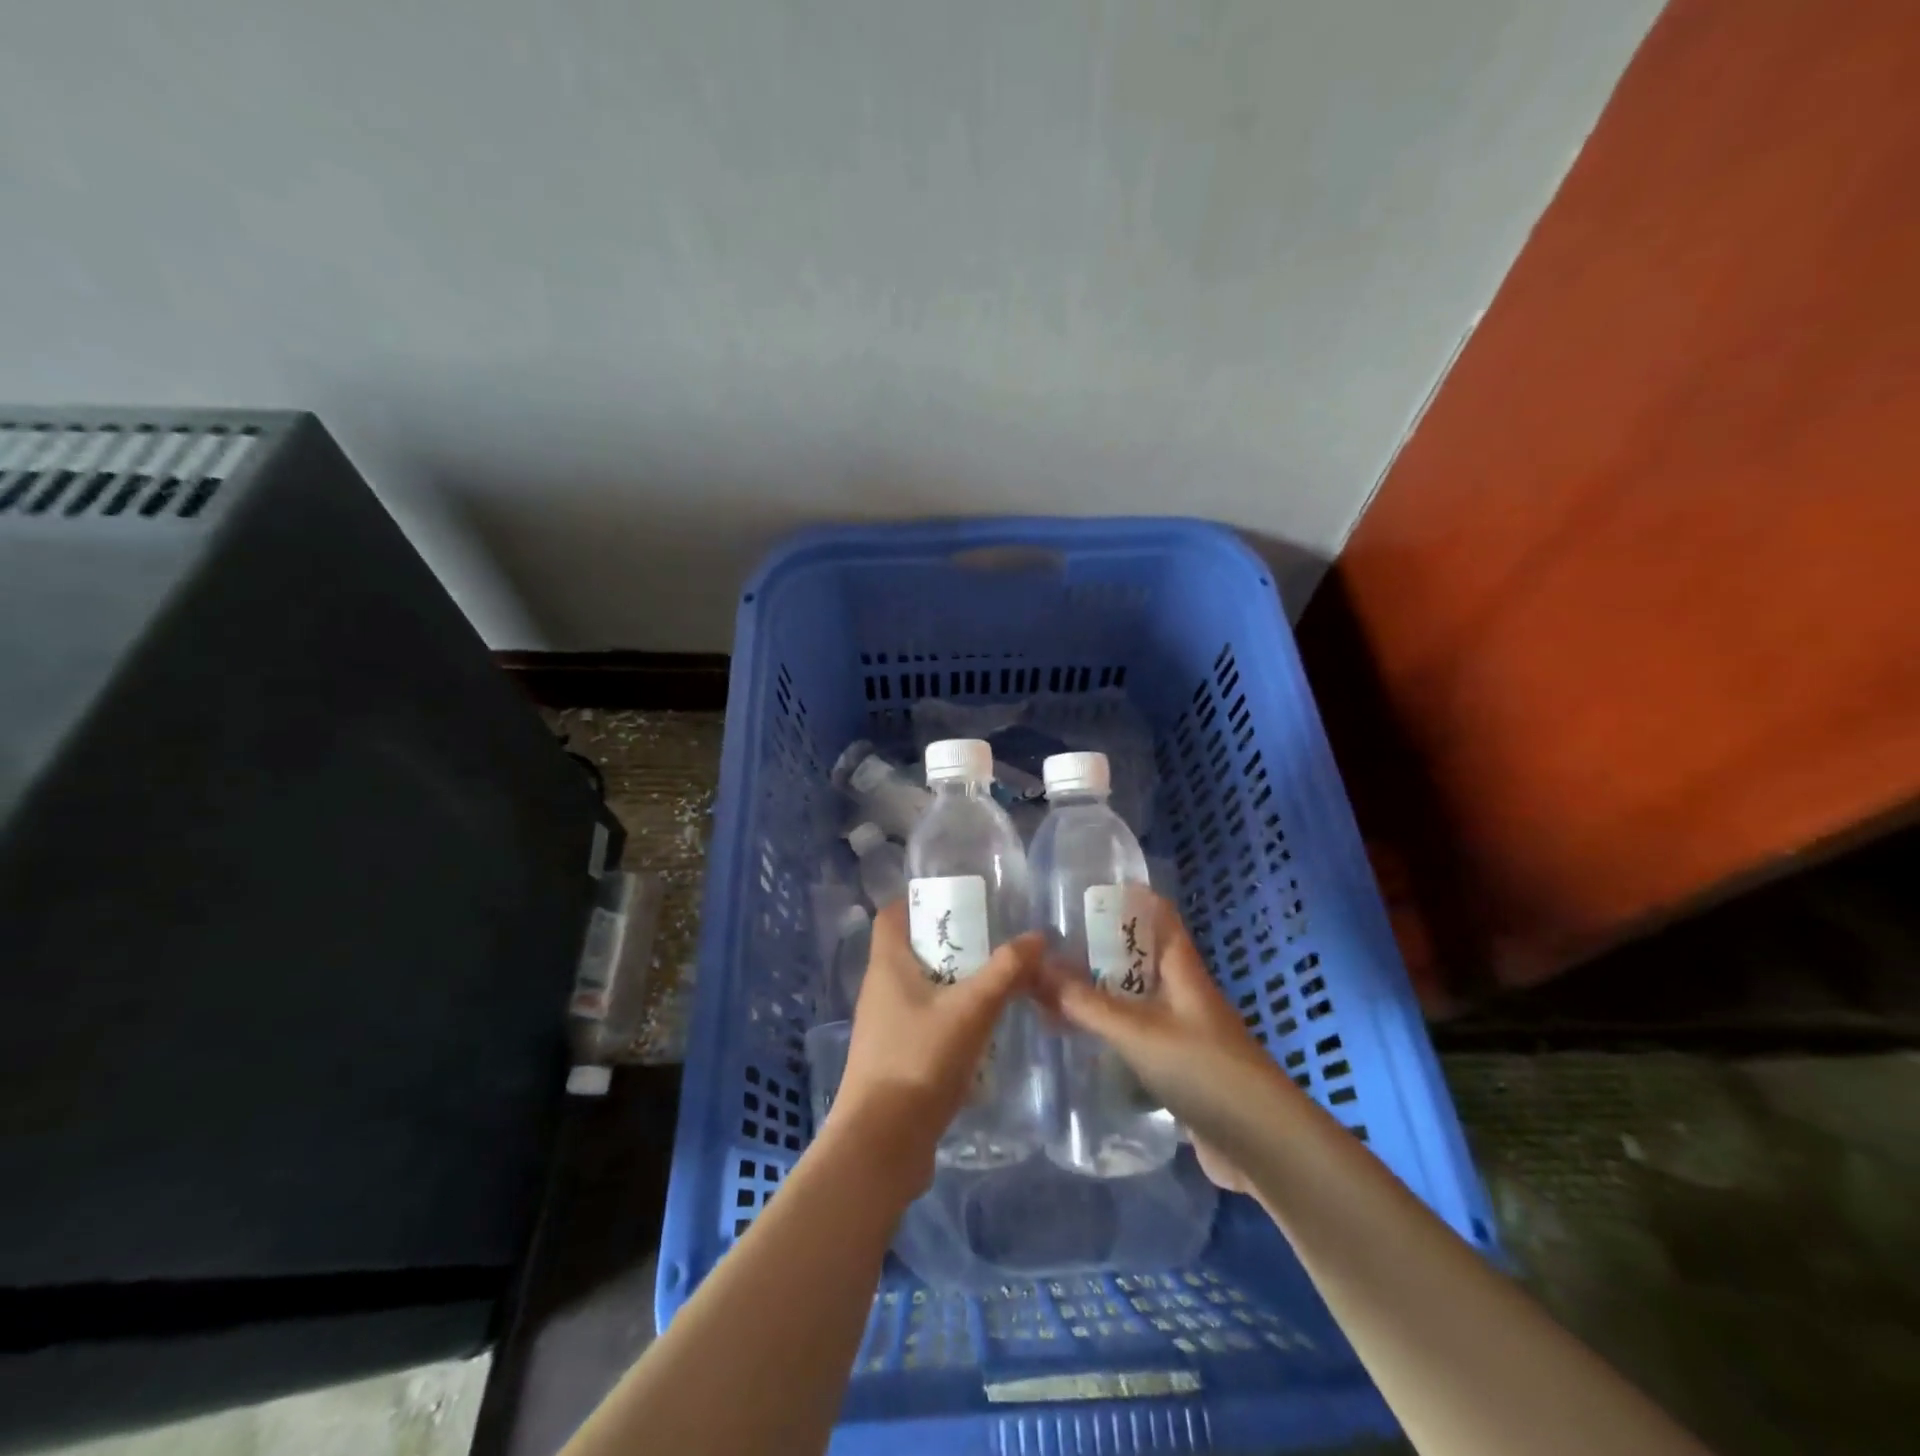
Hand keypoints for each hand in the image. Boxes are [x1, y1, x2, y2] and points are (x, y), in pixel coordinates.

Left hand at [826, 901, 1040, 1199]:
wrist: (882, 1145)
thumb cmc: (919, 1061)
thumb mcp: (970, 1010)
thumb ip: (1005, 971)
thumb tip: (1037, 936)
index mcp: (887, 966)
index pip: (892, 914)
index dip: (919, 899)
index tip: (959, 898)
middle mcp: (880, 990)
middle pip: (912, 949)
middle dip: (950, 941)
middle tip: (993, 938)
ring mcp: (886, 1027)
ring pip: (922, 988)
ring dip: (954, 980)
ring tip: (996, 979)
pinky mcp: (896, 1058)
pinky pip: (925, 1022)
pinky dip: (951, 1016)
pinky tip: (985, 1028)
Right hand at [1036, 897, 1292, 1194]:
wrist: (1264, 1147)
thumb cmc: (1204, 1070)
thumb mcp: (1138, 1031)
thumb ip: (1085, 1003)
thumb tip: (1035, 968)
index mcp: (1182, 969)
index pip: (1157, 915)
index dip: (1125, 899)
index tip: (1080, 894)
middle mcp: (1184, 994)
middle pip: (1139, 958)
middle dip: (1098, 950)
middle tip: (1048, 946)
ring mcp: (1184, 1033)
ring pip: (1135, 999)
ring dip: (1100, 993)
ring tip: (1051, 990)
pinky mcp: (1180, 1070)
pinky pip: (1137, 1037)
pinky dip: (1110, 1033)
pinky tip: (1080, 1041)